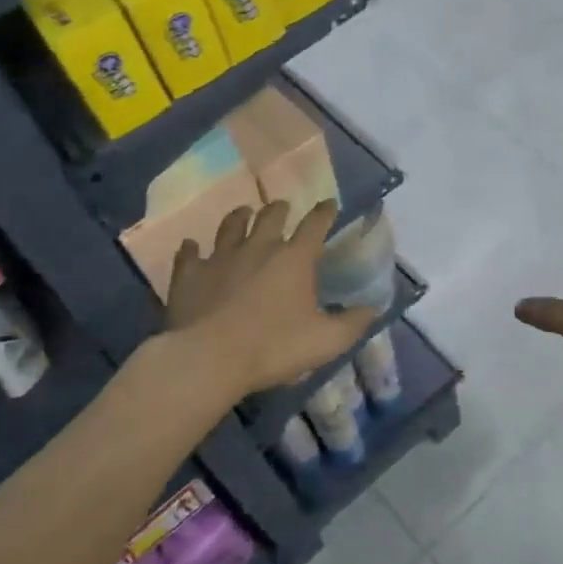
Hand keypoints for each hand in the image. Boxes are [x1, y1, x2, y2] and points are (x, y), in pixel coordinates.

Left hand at [166, 199, 376, 396]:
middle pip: (271, 216)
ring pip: (231, 225)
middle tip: (282, 207)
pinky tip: (191, 247)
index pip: (315, 225)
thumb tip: (373, 308)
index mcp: (294, 258)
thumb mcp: (325, 342)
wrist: (209, 358)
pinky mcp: (190, 274)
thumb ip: (352, 323)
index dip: (324, 212)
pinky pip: (189, 253)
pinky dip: (192, 248)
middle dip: (280, 209)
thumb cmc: (273, 347)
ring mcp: (220, 257)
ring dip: (239, 217)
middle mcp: (258, 247)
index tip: (329, 204)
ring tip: (243, 213)